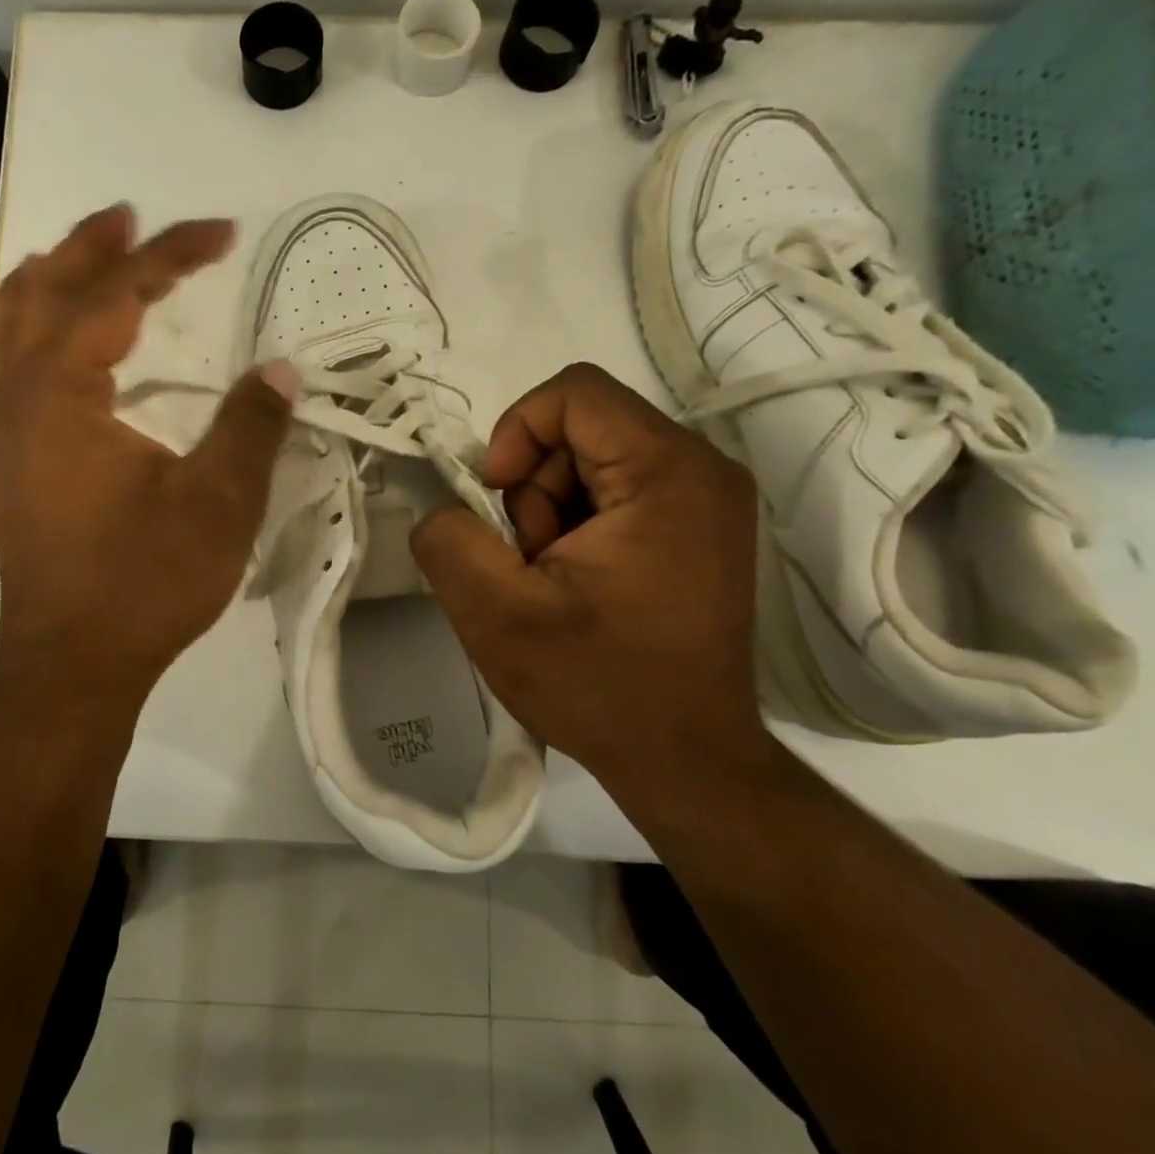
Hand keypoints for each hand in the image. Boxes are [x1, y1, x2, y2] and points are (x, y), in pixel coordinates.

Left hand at [0, 205, 298, 705]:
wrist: (73, 662)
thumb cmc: (144, 583)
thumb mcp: (217, 504)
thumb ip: (251, 427)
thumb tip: (281, 370)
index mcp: (62, 393)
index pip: (115, 296)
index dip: (170, 255)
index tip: (221, 231)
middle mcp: (17, 398)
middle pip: (43, 292)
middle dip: (92, 247)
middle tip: (134, 218)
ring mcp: (3, 431)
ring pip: (7, 326)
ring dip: (46, 281)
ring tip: (83, 255)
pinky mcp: (8, 462)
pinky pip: (2, 366)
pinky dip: (25, 328)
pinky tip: (50, 340)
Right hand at [409, 363, 768, 788]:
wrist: (685, 760)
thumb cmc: (598, 685)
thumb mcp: (495, 614)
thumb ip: (449, 540)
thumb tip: (446, 509)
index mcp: (667, 473)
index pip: (574, 393)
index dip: (516, 432)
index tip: (497, 501)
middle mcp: (702, 471)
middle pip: (582, 428)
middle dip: (533, 488)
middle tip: (530, 561)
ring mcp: (708, 500)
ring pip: (592, 461)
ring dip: (551, 512)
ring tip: (553, 581)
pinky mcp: (699, 529)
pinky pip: (616, 491)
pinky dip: (578, 527)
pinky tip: (577, 585)